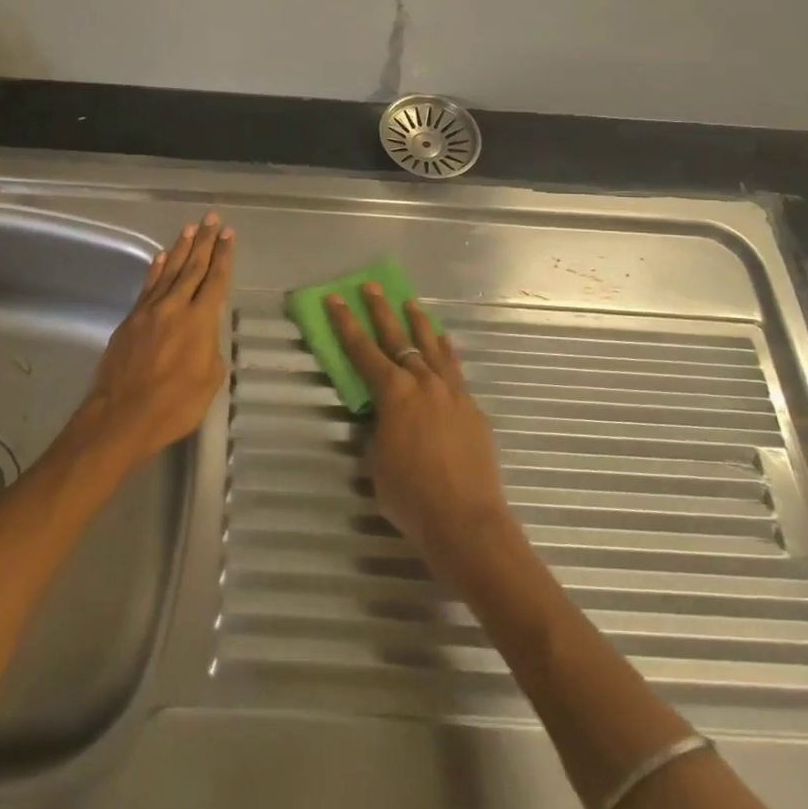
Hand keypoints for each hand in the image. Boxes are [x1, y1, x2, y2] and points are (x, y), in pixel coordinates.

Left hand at [80, 214, 235, 465]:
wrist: (121, 416)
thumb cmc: (173, 406)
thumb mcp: (209, 382)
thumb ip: (211, 352)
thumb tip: (205, 338)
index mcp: (200, 321)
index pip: (216, 280)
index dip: (224, 256)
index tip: (229, 234)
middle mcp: (175, 307)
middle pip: (193, 267)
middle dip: (205, 242)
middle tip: (212, 219)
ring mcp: (150, 311)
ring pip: (169, 271)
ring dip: (181, 248)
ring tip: (190, 228)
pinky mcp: (130, 320)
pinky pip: (148, 286)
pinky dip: (156, 269)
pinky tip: (161, 256)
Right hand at [325, 284, 515, 580]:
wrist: (467, 521)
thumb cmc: (411, 497)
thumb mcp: (377, 463)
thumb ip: (378, 431)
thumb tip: (384, 418)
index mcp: (393, 393)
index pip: (363, 351)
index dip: (345, 324)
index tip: (335, 299)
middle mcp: (423, 383)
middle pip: (399, 338)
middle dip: (381, 311)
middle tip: (371, 287)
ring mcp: (452, 393)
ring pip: (432, 347)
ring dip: (419, 324)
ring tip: (411, 304)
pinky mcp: (473, 408)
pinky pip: (455, 369)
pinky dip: (446, 351)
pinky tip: (444, 343)